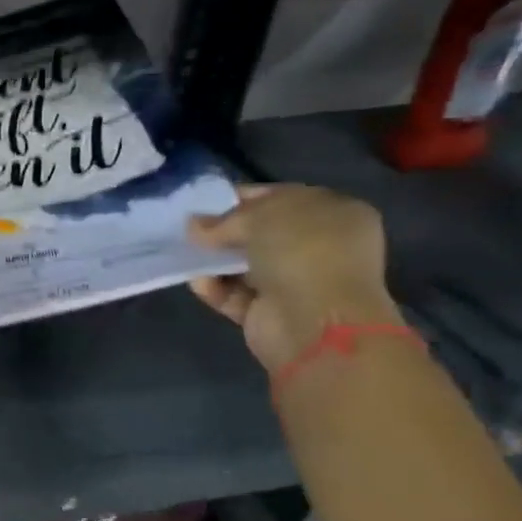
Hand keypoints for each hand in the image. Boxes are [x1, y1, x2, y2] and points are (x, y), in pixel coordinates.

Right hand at [186, 185, 401, 372]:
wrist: (315, 322)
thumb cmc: (301, 252)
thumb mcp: (259, 216)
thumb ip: (224, 219)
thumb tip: (195, 225)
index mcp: (334, 213)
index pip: (281, 198)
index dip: (243, 198)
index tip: (206, 203)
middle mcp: (320, 247)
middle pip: (260, 233)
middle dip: (224, 232)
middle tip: (190, 230)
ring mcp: (297, 282)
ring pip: (244, 265)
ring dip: (214, 261)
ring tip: (187, 255)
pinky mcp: (272, 312)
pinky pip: (234, 294)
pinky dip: (215, 288)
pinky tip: (199, 282)